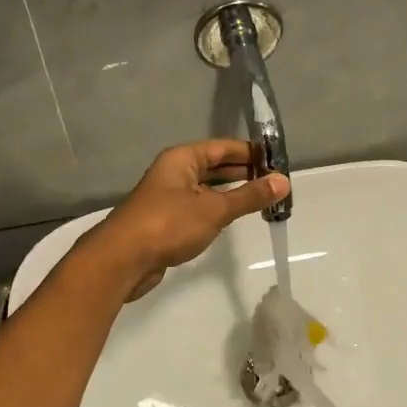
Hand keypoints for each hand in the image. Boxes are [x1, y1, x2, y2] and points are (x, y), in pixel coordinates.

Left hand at [87, 140, 288, 299]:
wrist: (123, 259)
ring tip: (262, 200)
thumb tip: (283, 181)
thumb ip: (249, 196)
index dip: (251, 152)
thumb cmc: (169, 225)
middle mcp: (174, 172)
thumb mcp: (215, 209)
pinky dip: (218, 210)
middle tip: (275, 183)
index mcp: (182, 159)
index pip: (223, 147)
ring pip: (207, 188)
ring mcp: (168, 197)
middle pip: (215, 166)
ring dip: (232, 193)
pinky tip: (233, 219)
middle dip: (244, 173)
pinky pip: (199, 207)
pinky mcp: (166, 221)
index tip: (278, 161)